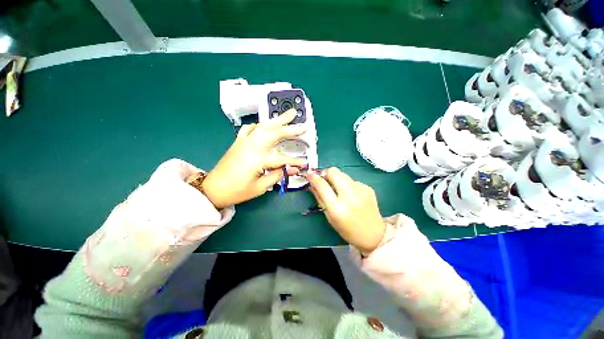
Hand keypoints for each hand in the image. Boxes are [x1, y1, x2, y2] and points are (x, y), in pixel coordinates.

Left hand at [202, 109, 305, 208]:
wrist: (214, 188)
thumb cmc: (237, 191)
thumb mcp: (260, 187)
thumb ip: (277, 175)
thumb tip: (290, 168)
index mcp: (258, 158)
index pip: (282, 158)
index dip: (294, 161)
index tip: (304, 164)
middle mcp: (252, 145)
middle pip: (274, 133)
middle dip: (290, 127)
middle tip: (302, 123)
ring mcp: (244, 141)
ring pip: (264, 126)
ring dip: (277, 120)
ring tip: (288, 114)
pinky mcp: (239, 141)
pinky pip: (250, 128)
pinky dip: (259, 124)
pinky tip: (264, 125)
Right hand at [307, 167, 386, 253]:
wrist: (373, 234)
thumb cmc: (347, 230)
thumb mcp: (329, 217)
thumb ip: (320, 198)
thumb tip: (313, 184)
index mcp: (337, 208)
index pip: (322, 186)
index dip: (314, 178)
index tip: (310, 174)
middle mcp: (349, 196)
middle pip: (334, 172)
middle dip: (326, 173)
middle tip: (325, 180)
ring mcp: (361, 190)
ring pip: (343, 174)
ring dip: (337, 179)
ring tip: (338, 190)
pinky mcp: (368, 188)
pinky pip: (352, 180)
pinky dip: (347, 185)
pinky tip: (351, 195)